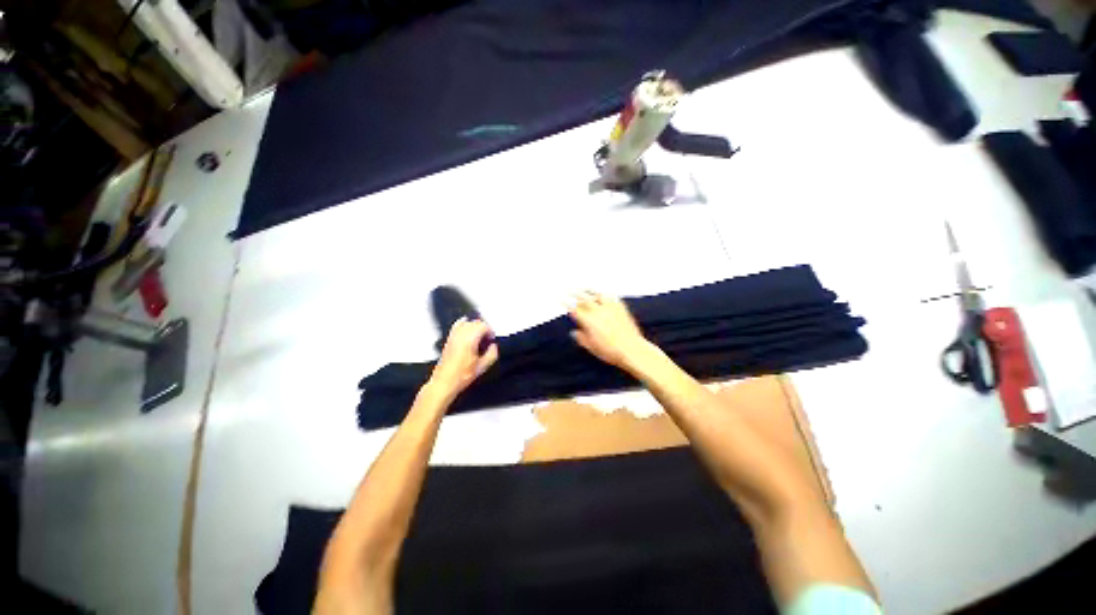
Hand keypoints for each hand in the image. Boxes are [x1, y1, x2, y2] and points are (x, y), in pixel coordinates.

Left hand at [429, 317, 498, 398]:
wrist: (445, 382)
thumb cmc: (461, 376)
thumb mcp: (482, 367)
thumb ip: (492, 354)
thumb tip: (494, 347)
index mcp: (470, 340)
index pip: (483, 326)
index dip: (490, 331)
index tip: (492, 338)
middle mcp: (461, 335)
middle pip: (475, 322)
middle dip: (483, 328)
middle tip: (487, 337)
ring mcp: (453, 336)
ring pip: (466, 322)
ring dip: (474, 326)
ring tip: (479, 335)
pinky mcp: (448, 340)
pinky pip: (456, 326)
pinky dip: (463, 325)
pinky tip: (467, 330)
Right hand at [569, 291, 651, 369]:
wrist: (631, 349)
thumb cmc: (611, 351)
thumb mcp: (591, 347)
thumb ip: (581, 338)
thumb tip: (575, 333)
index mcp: (588, 321)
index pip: (574, 309)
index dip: (566, 303)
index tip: (561, 298)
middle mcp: (598, 311)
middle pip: (584, 298)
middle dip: (575, 293)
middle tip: (570, 289)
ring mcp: (610, 308)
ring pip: (597, 294)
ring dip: (590, 291)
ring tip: (586, 289)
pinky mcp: (621, 308)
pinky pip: (611, 297)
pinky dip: (605, 295)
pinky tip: (604, 295)